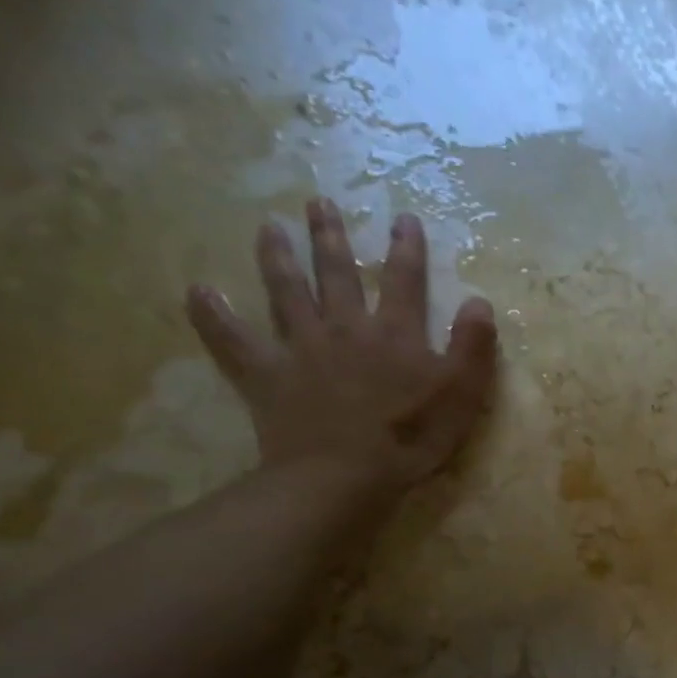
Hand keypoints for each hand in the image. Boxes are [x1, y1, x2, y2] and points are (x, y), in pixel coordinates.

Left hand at [185, 198, 497, 499]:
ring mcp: (301, 348)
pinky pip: (233, 341)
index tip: (404, 219)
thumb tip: (480, 302)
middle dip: (331, 237)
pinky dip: (212, 316)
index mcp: (395, 333)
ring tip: (267, 227)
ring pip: (286, 292)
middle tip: (319, 203)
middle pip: (336, 273)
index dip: (406, 248)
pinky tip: (196, 291)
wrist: (344, 475)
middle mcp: (345, 327)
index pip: (403, 280)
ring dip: (277, 257)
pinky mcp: (267, 375)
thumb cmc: (411, 438)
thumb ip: (473, 347)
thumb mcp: (461, 395)